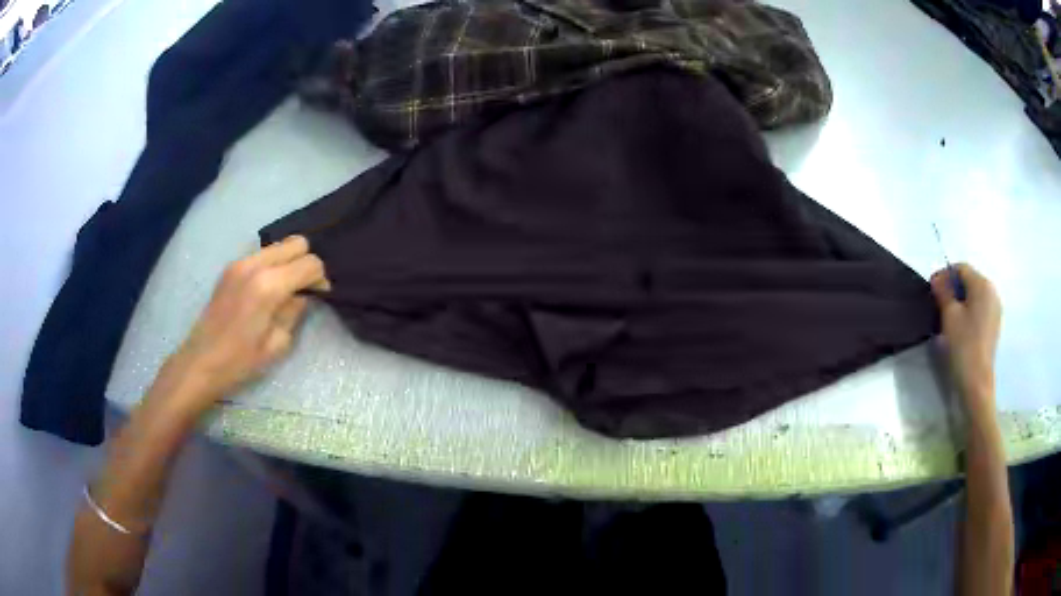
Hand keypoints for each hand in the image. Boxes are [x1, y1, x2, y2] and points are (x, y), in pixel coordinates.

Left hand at [155, 236, 329, 417]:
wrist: (201, 361)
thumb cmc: (240, 361)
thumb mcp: (277, 344)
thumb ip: (294, 312)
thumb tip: (303, 295)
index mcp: (269, 286)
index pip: (310, 263)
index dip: (320, 278)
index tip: (320, 295)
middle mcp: (255, 264)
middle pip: (296, 243)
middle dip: (306, 262)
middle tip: (304, 288)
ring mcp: (240, 262)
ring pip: (278, 245)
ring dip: (288, 261)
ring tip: (286, 288)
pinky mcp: (231, 267)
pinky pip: (261, 254)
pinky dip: (272, 264)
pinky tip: (267, 289)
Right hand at [930, 263, 1001, 413]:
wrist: (977, 382)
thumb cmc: (963, 345)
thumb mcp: (949, 316)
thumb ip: (944, 292)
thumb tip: (938, 280)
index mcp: (982, 284)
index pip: (961, 268)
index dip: (945, 274)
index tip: (931, 288)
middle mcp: (992, 291)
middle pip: (970, 280)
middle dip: (953, 287)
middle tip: (938, 301)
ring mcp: (995, 308)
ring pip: (975, 294)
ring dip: (961, 299)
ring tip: (947, 314)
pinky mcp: (994, 324)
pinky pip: (980, 307)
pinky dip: (969, 309)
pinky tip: (960, 325)